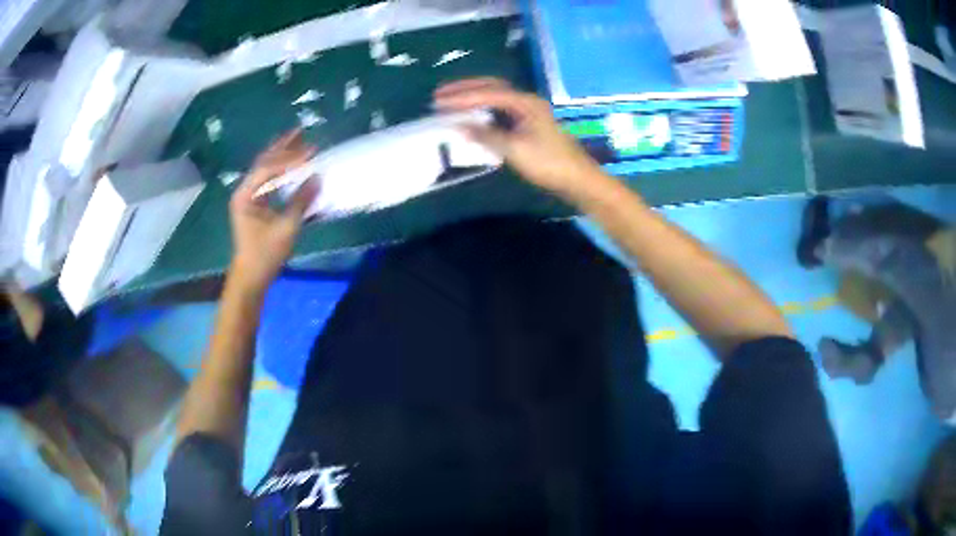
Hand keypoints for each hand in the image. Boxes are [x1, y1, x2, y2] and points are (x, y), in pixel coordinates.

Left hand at [229, 129, 317, 290]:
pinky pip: (268, 179)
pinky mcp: (255, 204)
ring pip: (266, 168)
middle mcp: (244, 191)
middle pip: (264, 162)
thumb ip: (301, 201)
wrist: (251, 277)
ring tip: (298, 138)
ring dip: (282, 154)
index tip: (311, 152)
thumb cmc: (265, 254)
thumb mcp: (286, 228)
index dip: (290, 158)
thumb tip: (317, 177)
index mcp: (246, 195)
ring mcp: (248, 196)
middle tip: (301, 131)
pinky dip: (281, 168)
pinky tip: (292, 161)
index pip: (268, 168)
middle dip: (283, 147)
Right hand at [434, 78, 608, 199]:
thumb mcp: (515, 149)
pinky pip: (500, 111)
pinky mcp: (528, 125)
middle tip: (440, 95)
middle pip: (492, 87)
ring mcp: (528, 113)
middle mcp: (526, 102)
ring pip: (496, 98)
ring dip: (473, 99)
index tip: (438, 102)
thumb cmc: (548, 163)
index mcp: (525, 102)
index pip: (488, 93)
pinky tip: (471, 118)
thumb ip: (486, 135)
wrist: (577, 179)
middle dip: (465, 89)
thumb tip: (460, 126)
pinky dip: (483, 112)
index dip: (462, 97)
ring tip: (450, 104)